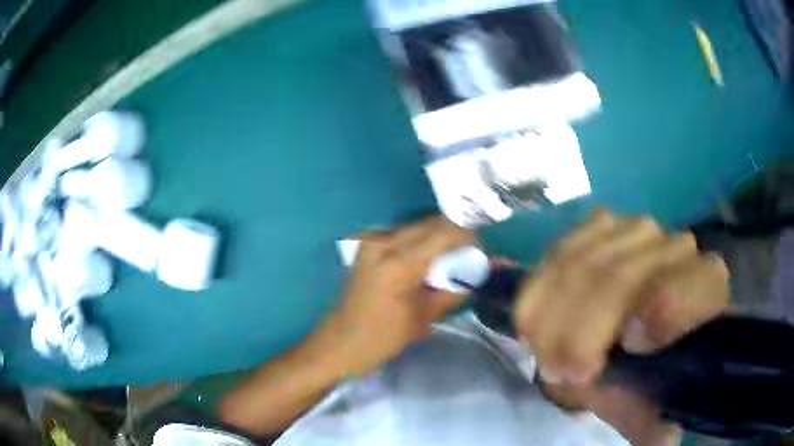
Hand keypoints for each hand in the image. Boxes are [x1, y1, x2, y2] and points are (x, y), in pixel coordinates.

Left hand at [327, 215, 475, 375]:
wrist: (340, 342)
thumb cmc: (382, 338)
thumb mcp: (424, 318)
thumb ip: (455, 289)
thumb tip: (484, 272)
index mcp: (398, 264)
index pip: (445, 234)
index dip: (469, 239)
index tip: (481, 254)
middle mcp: (383, 242)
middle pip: (433, 223)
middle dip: (456, 236)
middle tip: (469, 258)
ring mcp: (372, 240)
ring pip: (420, 226)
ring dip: (439, 238)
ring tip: (450, 262)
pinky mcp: (368, 245)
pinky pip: (405, 234)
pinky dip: (423, 243)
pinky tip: (427, 263)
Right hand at [514, 210, 728, 444]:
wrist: (629, 338)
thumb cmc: (646, 375)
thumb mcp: (649, 406)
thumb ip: (656, 420)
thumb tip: (660, 438)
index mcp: (706, 289)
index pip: (690, 287)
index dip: (657, 316)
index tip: (616, 356)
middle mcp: (677, 247)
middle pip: (620, 276)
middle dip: (577, 333)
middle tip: (560, 373)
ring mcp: (637, 229)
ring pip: (581, 263)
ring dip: (551, 318)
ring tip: (546, 353)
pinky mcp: (600, 225)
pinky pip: (557, 253)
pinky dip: (538, 292)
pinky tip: (539, 322)